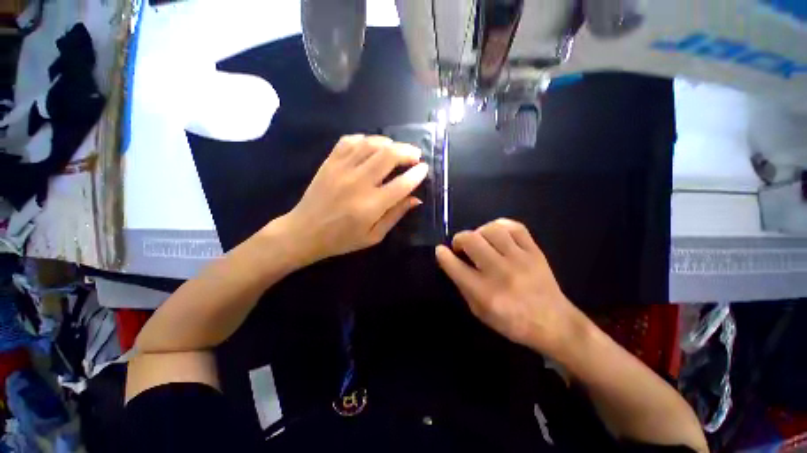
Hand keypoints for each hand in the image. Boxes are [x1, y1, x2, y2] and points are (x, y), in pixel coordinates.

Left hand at [275, 135, 428, 265]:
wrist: (304, 232)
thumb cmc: (342, 239)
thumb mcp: (374, 236)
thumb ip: (395, 215)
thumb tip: (416, 199)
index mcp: (371, 206)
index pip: (402, 184)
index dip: (417, 174)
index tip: (424, 169)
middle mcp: (358, 183)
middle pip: (389, 156)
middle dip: (407, 152)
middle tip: (415, 155)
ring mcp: (341, 169)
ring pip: (371, 144)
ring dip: (389, 143)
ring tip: (397, 149)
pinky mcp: (329, 162)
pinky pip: (350, 141)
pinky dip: (365, 140)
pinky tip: (372, 146)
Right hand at [435, 219, 583, 357]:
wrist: (554, 323)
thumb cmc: (512, 322)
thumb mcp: (480, 311)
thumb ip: (463, 285)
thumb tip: (451, 261)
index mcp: (485, 293)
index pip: (455, 267)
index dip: (443, 255)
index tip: (440, 250)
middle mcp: (501, 273)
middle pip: (472, 241)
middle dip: (459, 239)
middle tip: (460, 246)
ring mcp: (520, 259)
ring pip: (492, 230)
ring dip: (479, 232)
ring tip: (479, 240)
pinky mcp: (535, 252)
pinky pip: (515, 227)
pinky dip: (500, 226)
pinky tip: (496, 233)